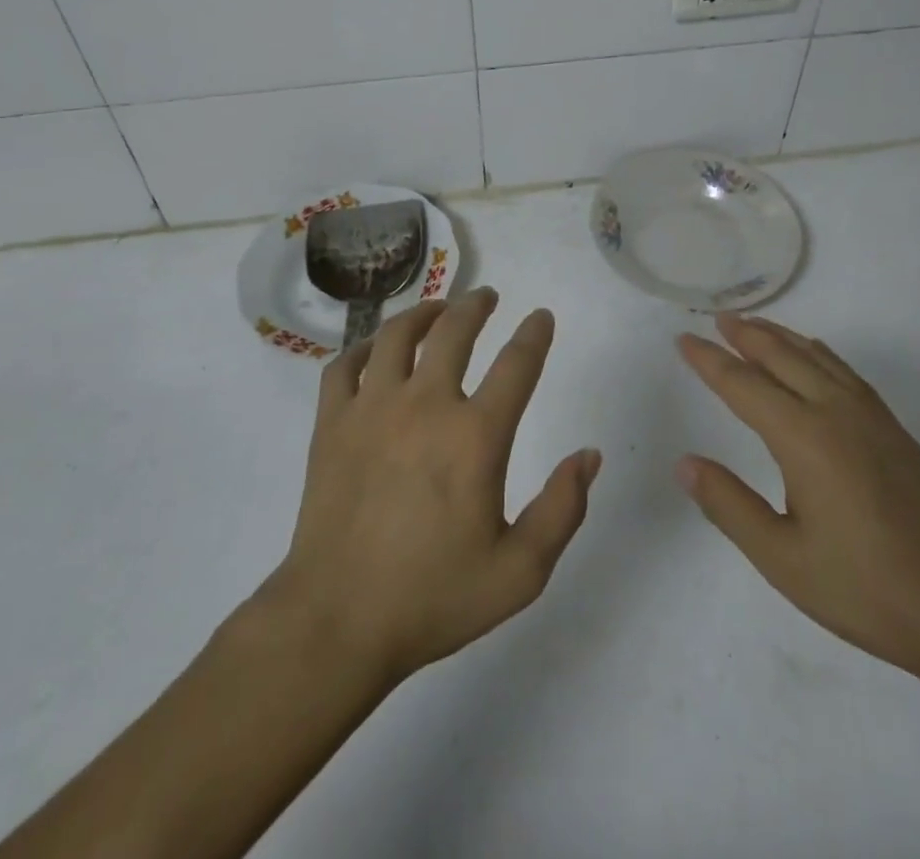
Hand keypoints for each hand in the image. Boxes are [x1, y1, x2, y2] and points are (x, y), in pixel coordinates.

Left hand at [266, 289, 599, 684]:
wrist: (336, 622)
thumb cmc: (433, 597)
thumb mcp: (520, 572)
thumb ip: (562, 509)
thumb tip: (588, 456)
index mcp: (474, 436)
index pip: (516, 364)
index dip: (534, 334)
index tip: (541, 317)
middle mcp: (425, 405)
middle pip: (453, 331)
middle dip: (475, 306)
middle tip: (486, 296)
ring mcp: (371, 408)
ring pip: (397, 335)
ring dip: (423, 312)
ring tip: (437, 309)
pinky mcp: (331, 423)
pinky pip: (345, 365)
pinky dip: (363, 347)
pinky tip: (376, 350)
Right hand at [676, 314, 919, 684]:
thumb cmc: (864, 588)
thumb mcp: (781, 558)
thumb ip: (729, 505)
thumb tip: (685, 463)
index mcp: (804, 438)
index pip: (744, 385)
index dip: (710, 361)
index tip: (683, 340)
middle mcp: (836, 413)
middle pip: (783, 357)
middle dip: (746, 335)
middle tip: (719, 317)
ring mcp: (871, 418)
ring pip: (817, 358)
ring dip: (782, 337)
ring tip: (755, 325)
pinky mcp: (895, 431)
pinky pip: (846, 372)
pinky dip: (819, 353)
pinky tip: (815, 356)